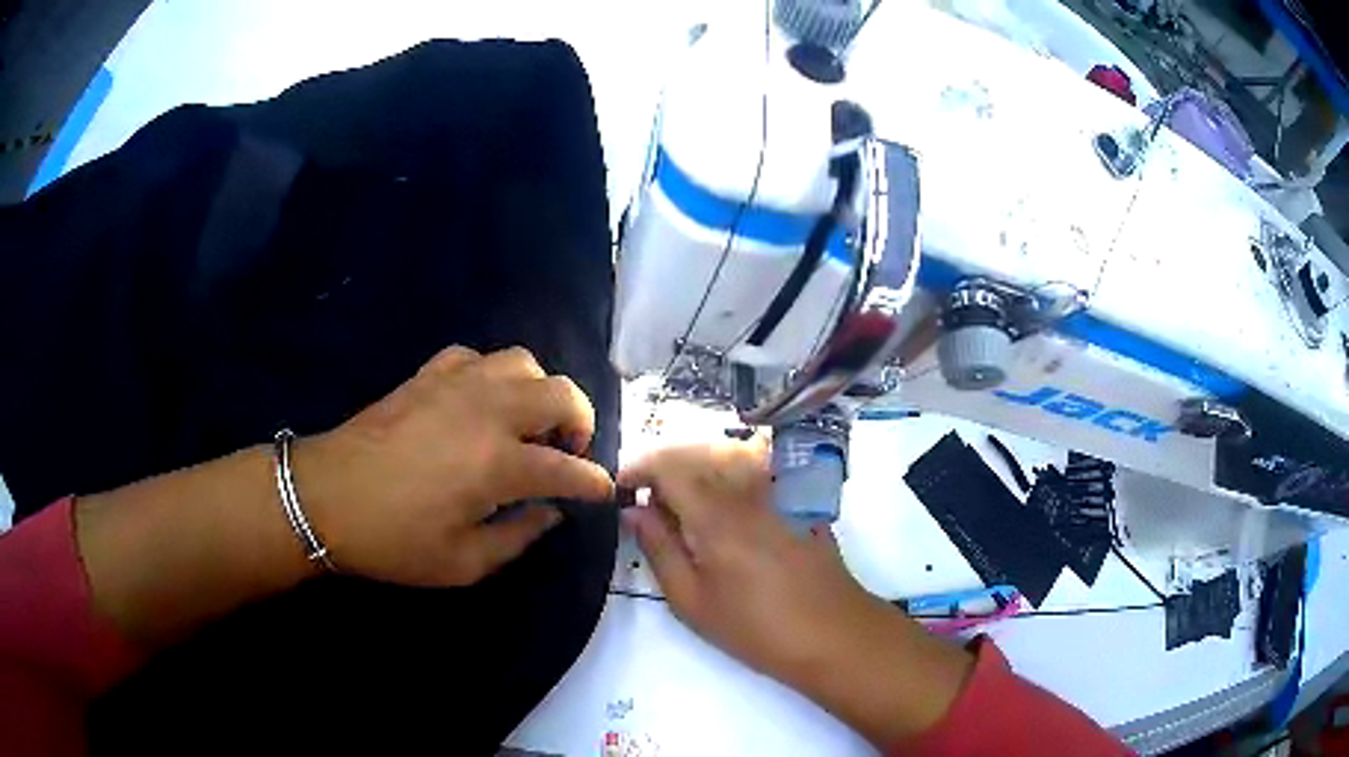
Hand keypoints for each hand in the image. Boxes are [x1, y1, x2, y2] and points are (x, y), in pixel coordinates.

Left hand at [295, 346, 613, 586]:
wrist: (326, 497)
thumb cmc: (394, 541)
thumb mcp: (463, 562)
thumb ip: (518, 536)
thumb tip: (549, 513)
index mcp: (499, 464)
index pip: (568, 468)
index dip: (594, 482)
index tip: (603, 490)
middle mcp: (488, 411)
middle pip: (561, 394)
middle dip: (581, 422)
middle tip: (567, 452)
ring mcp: (456, 384)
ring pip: (523, 362)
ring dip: (539, 390)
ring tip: (527, 422)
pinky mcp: (427, 374)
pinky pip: (476, 357)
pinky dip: (490, 376)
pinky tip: (479, 402)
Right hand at [619, 440, 973, 745]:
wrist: (834, 634)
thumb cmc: (756, 628)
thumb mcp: (692, 601)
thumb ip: (659, 549)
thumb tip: (634, 510)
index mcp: (716, 515)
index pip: (668, 465)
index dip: (639, 468)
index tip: (623, 487)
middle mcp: (748, 489)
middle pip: (697, 452)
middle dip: (665, 467)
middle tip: (650, 503)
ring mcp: (779, 490)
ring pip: (727, 455)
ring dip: (697, 467)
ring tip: (685, 505)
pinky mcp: (798, 498)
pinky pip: (755, 468)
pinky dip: (728, 474)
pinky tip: (727, 509)